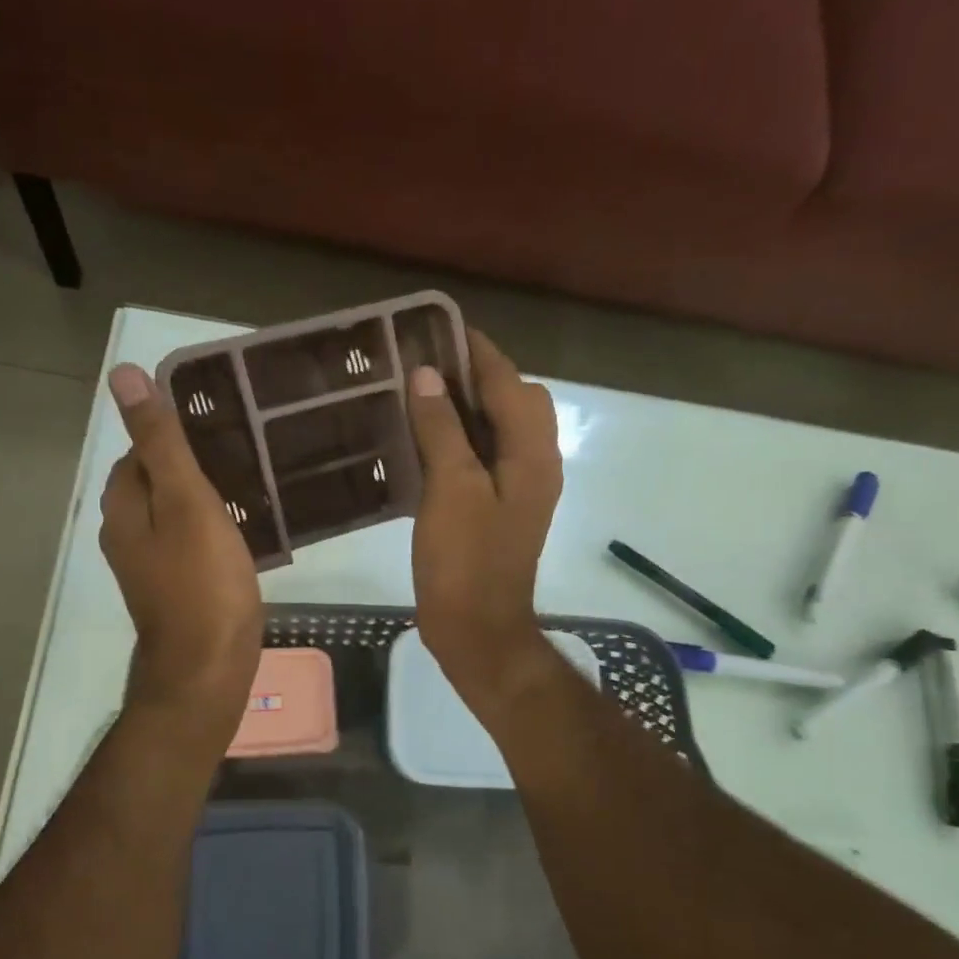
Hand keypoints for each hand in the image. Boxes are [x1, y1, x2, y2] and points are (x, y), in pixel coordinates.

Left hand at [100, 364, 262, 736]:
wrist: (207, 669)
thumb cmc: (202, 583)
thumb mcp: (185, 502)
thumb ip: (160, 442)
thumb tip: (122, 375)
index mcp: (123, 507)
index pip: (138, 450)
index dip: (173, 433)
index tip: (220, 425)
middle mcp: (126, 534)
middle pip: (155, 481)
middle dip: (191, 464)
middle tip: (244, 452)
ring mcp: (150, 566)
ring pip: (173, 514)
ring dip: (203, 497)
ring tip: (250, 484)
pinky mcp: (175, 589)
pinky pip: (189, 543)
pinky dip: (211, 529)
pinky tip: (244, 530)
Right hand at [406, 330, 563, 710]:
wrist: (477, 631)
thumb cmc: (465, 561)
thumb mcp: (450, 489)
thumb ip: (443, 428)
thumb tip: (429, 375)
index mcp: (531, 454)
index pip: (509, 382)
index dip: (477, 351)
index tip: (439, 327)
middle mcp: (535, 464)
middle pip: (515, 400)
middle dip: (478, 375)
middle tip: (427, 366)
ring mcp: (520, 490)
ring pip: (501, 430)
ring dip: (469, 407)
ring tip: (423, 394)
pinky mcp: (500, 510)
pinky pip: (486, 458)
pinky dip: (463, 440)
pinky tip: (427, 443)